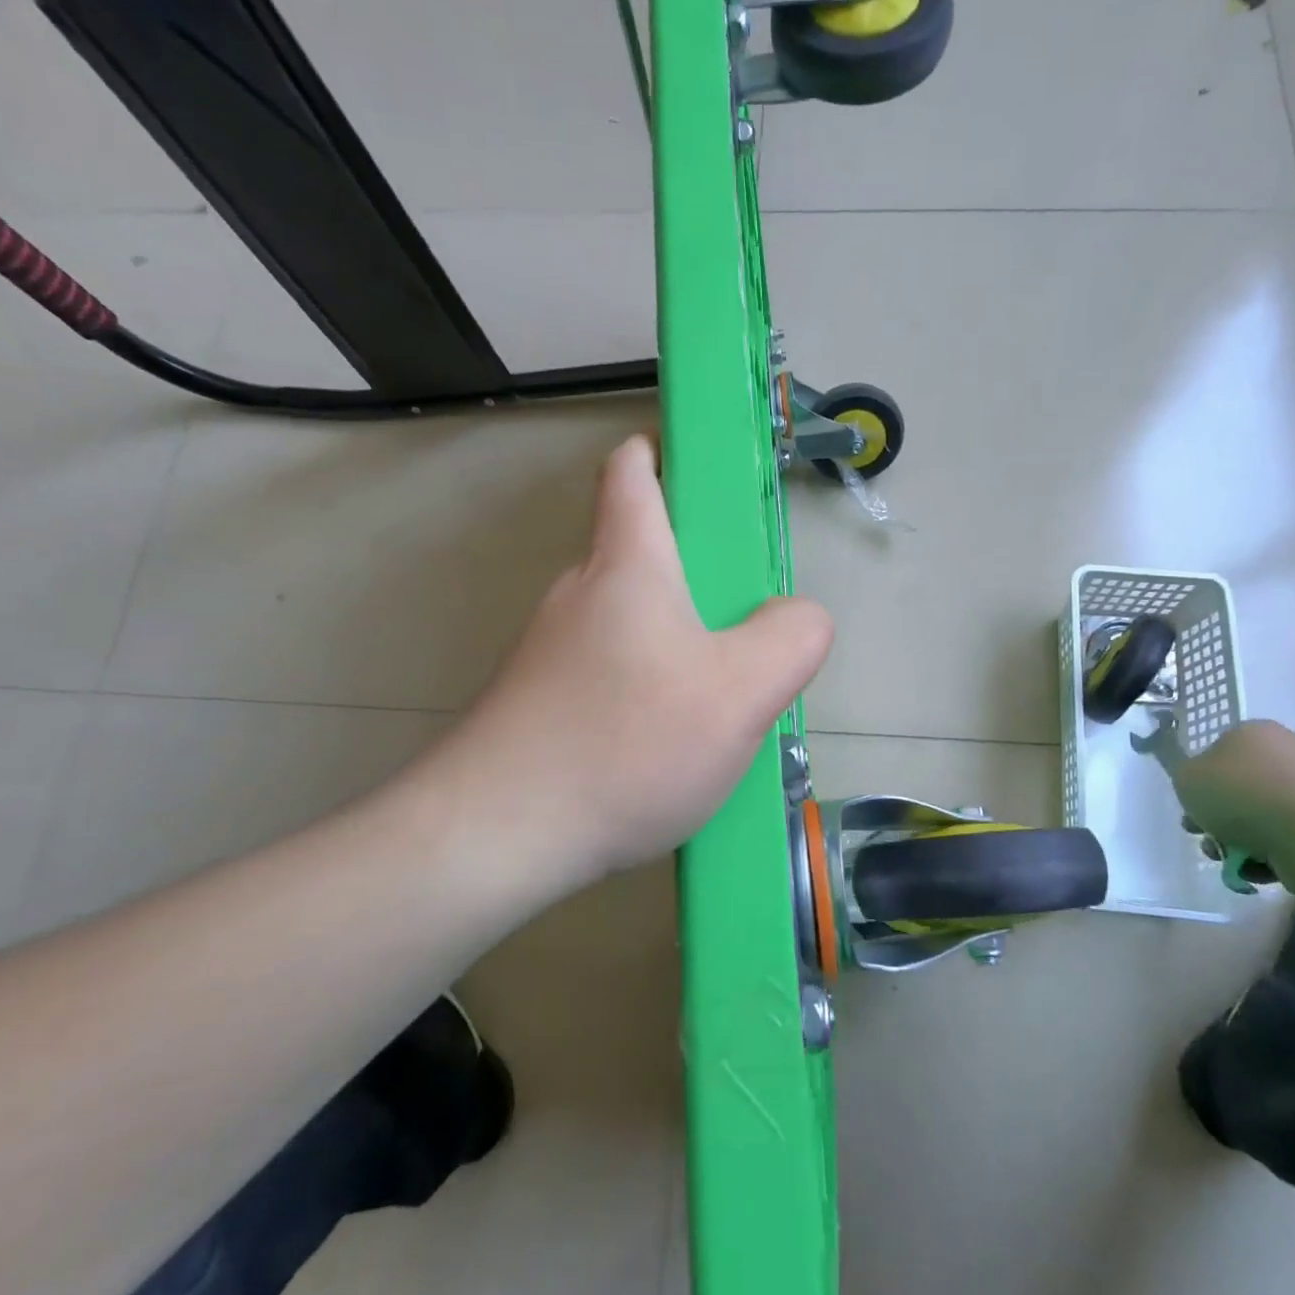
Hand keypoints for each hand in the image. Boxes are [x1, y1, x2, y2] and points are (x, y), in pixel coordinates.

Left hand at [431, 435, 832, 889]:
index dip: (664, 456)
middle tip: (746, 634)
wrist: (495, 837)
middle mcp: (578, 594)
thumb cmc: (626, 745)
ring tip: (715, 708)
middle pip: (640, 555)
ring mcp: (548, 652)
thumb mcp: (741, 692)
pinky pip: (606, 675)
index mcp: (626, 566)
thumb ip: (791, 638)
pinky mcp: (535, 704)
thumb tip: (798, 617)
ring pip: (627, 623)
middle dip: (697, 578)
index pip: (632, 474)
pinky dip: (644, 691)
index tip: (705, 483)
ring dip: (675, 645)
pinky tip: (664, 750)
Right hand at [1169, 720, 1294, 888]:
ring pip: (1262, 819)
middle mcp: (1288, 754)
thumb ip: (1184, 775)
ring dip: (1240, 843)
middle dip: (1219, 820)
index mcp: (1254, 733)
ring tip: (1232, 861)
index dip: (1199, 784)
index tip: (1190, 810)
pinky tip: (1261, 869)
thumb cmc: (1243, 794)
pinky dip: (1272, 857)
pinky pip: (1290, 841)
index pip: (1217, 754)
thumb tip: (1202, 782)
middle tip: (1207, 840)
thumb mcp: (1186, 778)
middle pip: (1240, 789)